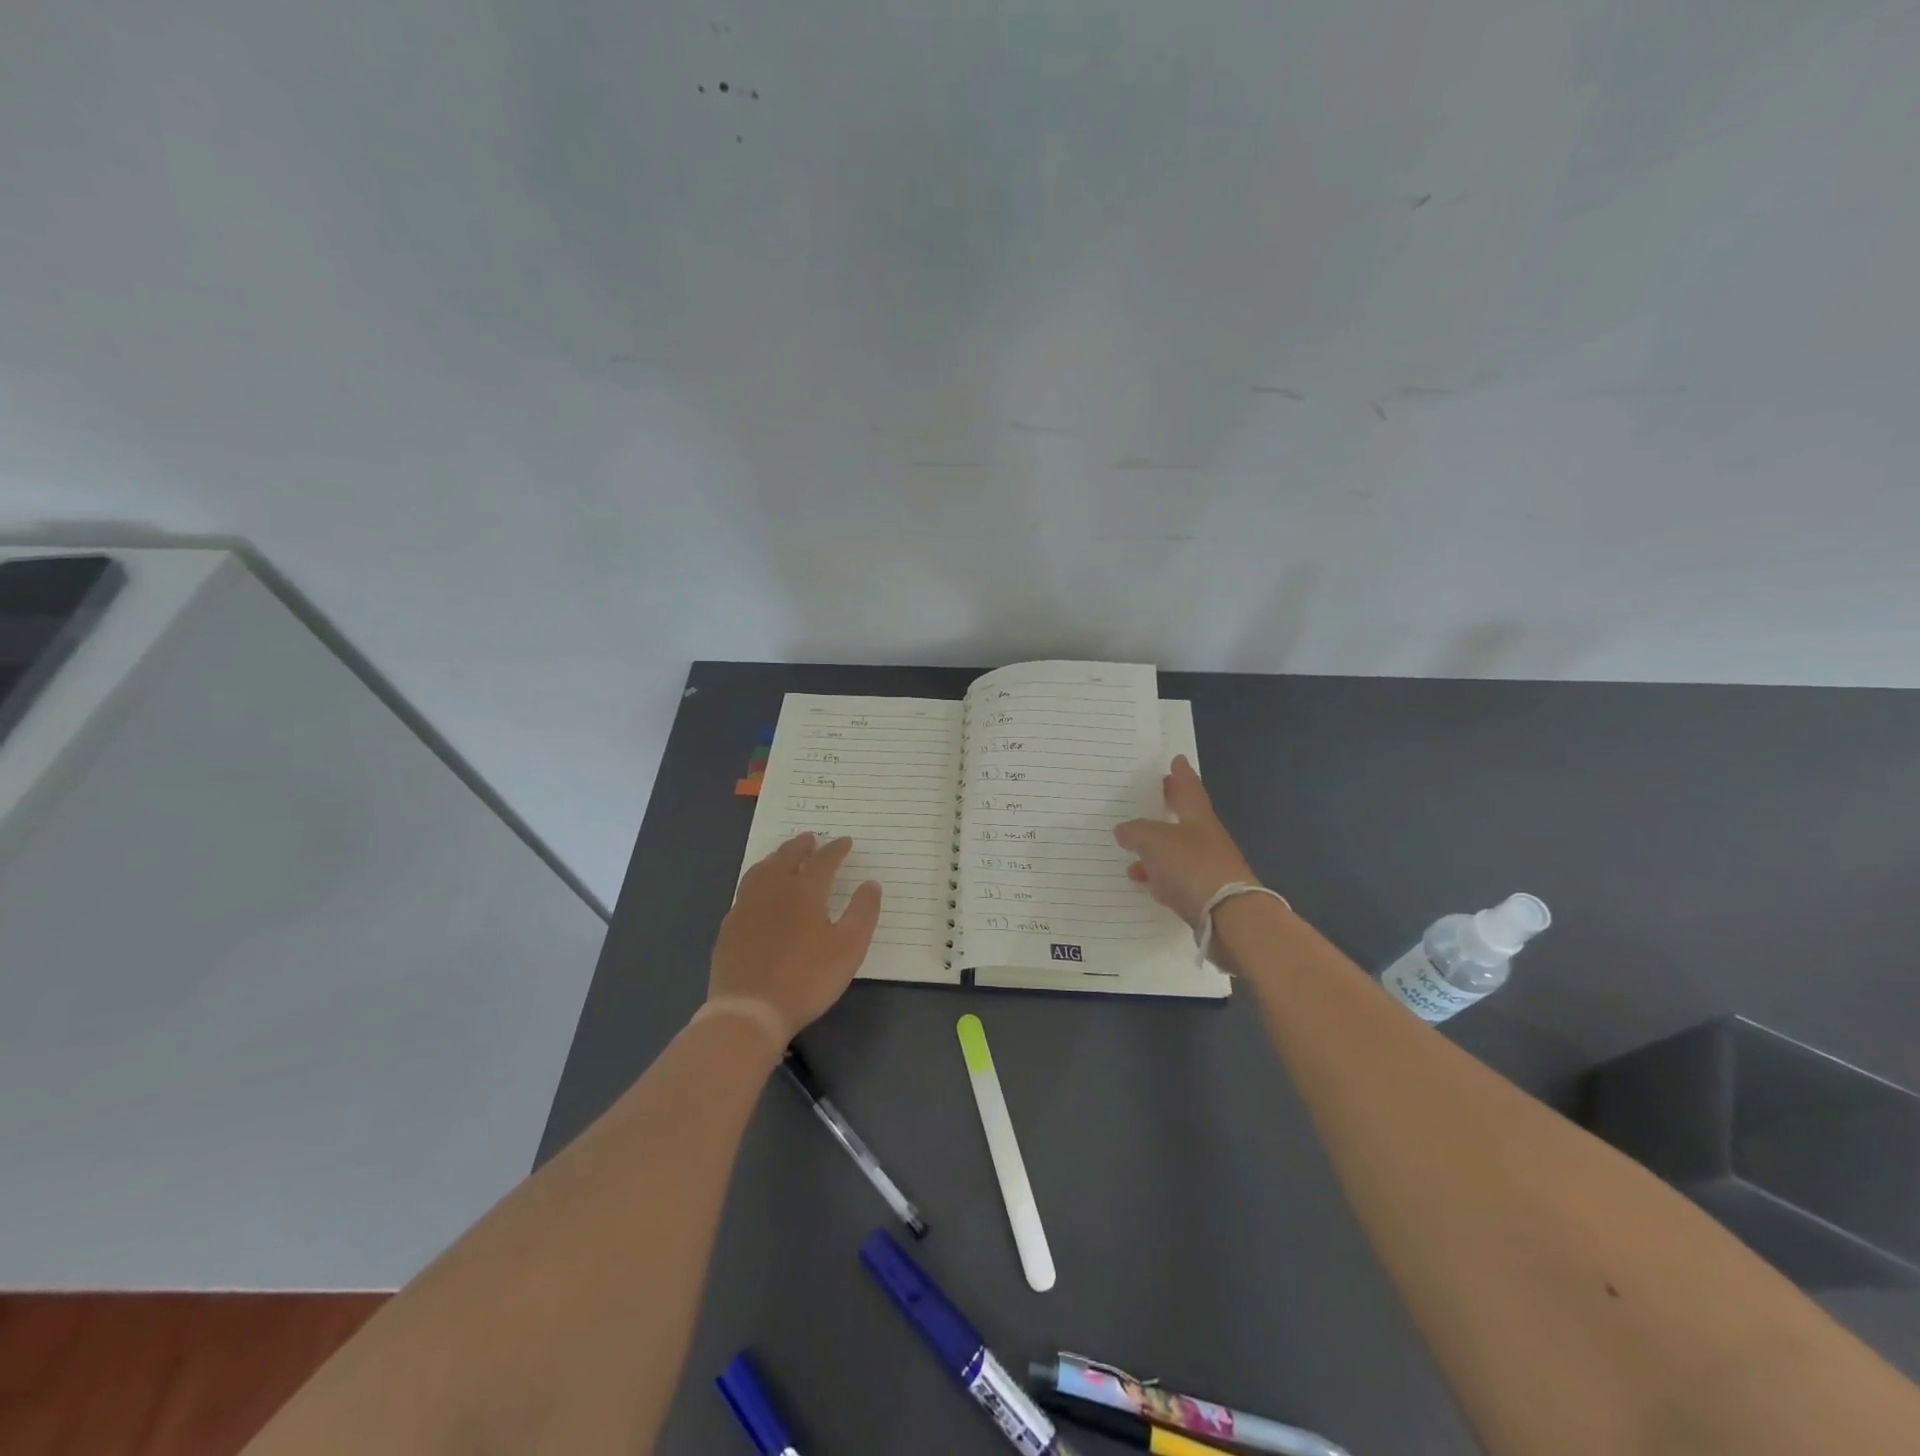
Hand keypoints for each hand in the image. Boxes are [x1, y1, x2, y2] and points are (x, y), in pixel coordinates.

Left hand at [710, 834, 881, 1038]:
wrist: (749, 1010)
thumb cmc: (806, 979)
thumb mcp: (849, 948)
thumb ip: (863, 912)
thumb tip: (871, 884)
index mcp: (805, 891)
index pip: (823, 861)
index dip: (836, 849)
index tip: (845, 842)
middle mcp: (774, 889)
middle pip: (787, 857)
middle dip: (802, 845)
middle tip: (811, 838)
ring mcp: (747, 906)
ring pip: (761, 870)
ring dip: (776, 857)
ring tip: (783, 855)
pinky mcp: (730, 926)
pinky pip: (745, 890)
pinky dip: (757, 879)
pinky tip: (759, 890)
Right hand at [1113, 756, 1260, 925]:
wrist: (1229, 916)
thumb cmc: (1192, 866)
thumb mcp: (1154, 841)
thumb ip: (1136, 832)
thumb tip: (1123, 829)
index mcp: (1198, 818)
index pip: (1189, 789)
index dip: (1181, 775)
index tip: (1177, 760)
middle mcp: (1206, 839)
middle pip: (1184, 819)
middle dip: (1169, 809)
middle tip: (1156, 797)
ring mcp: (1207, 869)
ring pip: (1177, 852)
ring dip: (1156, 851)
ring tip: (1131, 853)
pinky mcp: (1204, 896)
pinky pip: (1176, 879)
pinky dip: (1159, 878)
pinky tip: (1144, 883)